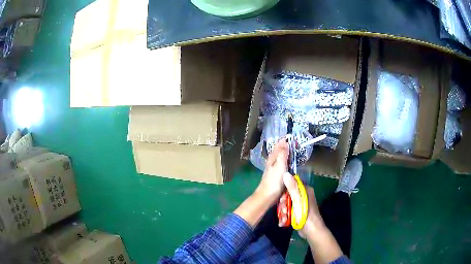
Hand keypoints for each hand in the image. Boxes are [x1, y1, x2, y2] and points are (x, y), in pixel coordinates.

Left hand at [254, 139, 288, 205]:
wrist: (267, 196)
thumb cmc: (274, 181)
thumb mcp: (280, 166)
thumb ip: (282, 154)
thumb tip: (285, 142)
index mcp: (273, 158)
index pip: (278, 146)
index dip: (284, 141)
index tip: (292, 136)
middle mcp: (272, 162)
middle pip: (279, 151)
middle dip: (286, 146)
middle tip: (295, 142)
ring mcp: (274, 169)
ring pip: (280, 158)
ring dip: (286, 153)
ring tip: (293, 150)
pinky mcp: (276, 176)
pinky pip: (282, 165)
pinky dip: (286, 161)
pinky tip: (290, 164)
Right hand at [279, 173, 325, 239]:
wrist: (311, 231)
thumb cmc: (305, 215)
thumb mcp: (297, 201)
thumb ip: (292, 188)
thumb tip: (286, 173)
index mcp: (305, 190)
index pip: (292, 184)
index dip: (285, 190)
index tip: (281, 198)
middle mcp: (303, 196)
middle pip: (288, 195)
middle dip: (283, 204)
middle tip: (283, 210)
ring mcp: (300, 205)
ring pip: (287, 204)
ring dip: (283, 212)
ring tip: (285, 218)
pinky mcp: (297, 213)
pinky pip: (288, 211)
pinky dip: (285, 216)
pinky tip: (284, 222)